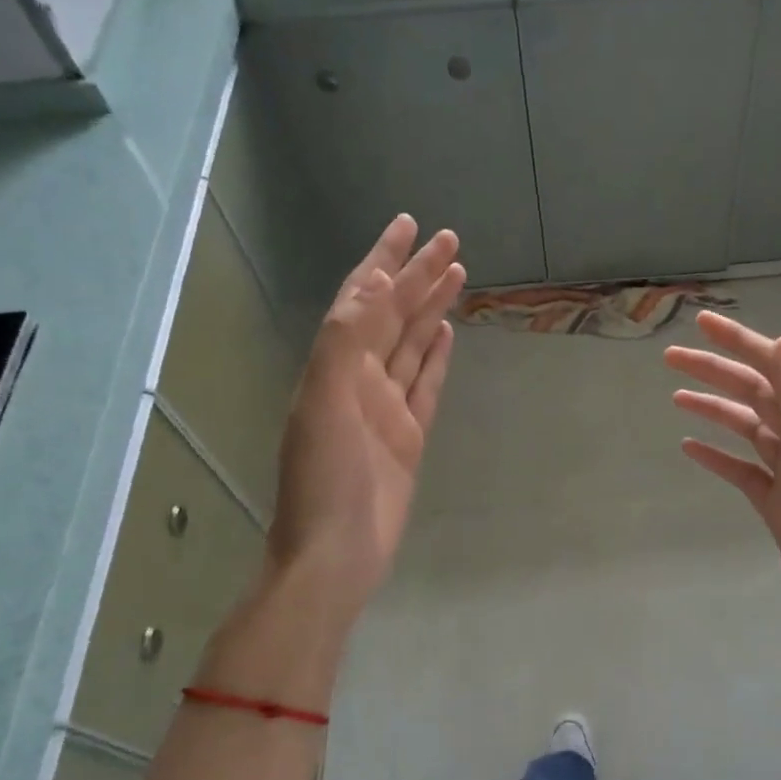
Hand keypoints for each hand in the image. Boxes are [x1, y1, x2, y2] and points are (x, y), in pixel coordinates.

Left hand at [267, 216, 464, 625]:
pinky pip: (425, 384)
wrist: (335, 554)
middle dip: (417, 275)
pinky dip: (435, 357)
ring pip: (411, 344)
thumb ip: (345, 341)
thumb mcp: (324, 402)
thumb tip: (374, 284)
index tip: (408, 225)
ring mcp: (385, 407)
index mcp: (335, 366)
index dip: (384, 260)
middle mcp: (358, 378)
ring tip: (456, 275)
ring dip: (430, 308)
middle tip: (449, 240)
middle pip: (392, 314)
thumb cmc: (325, 479)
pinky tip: (446, 334)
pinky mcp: (408, 435)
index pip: (363, 298)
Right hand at [665, 312, 780, 677]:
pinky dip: (717, 456)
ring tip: (676, 396)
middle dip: (716, 371)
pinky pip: (742, 472)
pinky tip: (689, 448)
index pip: (775, 370)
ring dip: (713, 409)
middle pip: (754, 395)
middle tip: (671, 357)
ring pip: (746, 429)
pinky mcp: (778, 508)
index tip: (702, 322)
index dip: (740, 343)